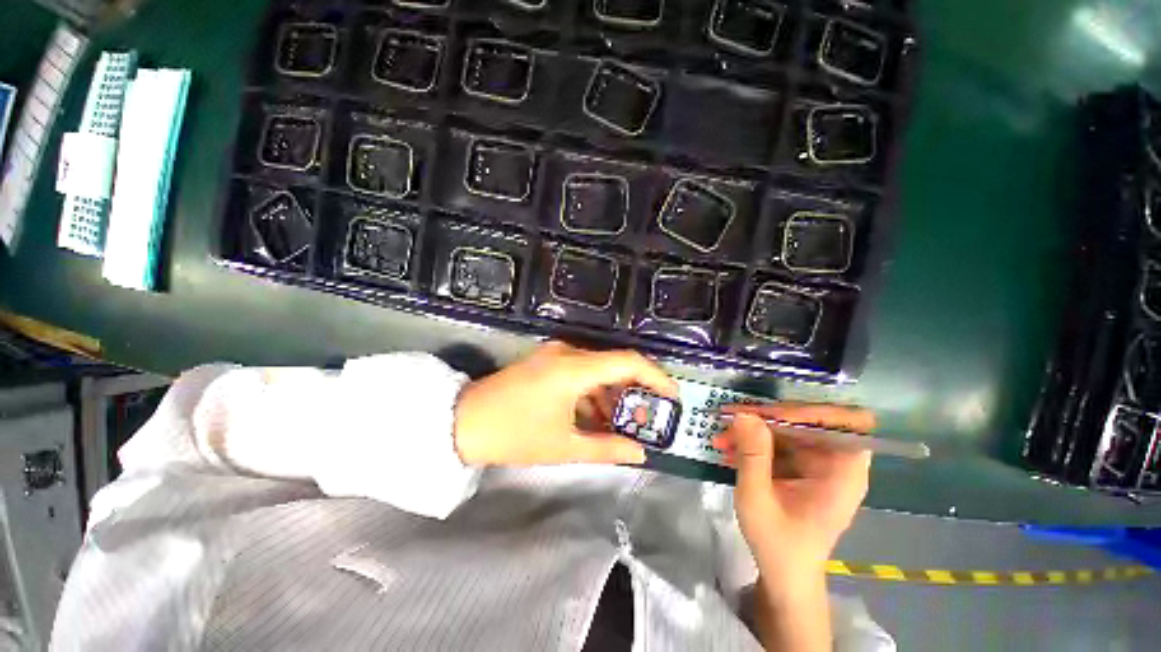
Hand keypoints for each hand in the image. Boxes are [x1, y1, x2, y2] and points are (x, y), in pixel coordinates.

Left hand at [453, 341, 678, 466]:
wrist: (462, 422)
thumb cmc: (514, 434)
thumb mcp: (564, 446)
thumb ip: (607, 448)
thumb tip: (640, 453)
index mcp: (574, 368)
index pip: (628, 362)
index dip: (656, 377)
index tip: (672, 398)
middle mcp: (567, 352)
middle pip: (615, 363)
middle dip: (635, 389)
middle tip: (646, 416)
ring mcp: (554, 353)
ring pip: (598, 367)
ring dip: (613, 392)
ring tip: (620, 421)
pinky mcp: (546, 360)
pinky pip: (580, 370)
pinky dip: (593, 390)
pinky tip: (593, 413)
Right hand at [713, 404, 873, 576]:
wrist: (783, 574)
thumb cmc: (777, 543)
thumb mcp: (757, 498)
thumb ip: (752, 454)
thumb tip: (744, 413)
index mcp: (843, 473)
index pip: (846, 423)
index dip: (812, 411)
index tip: (771, 413)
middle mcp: (836, 463)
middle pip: (809, 422)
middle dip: (768, 418)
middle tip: (732, 418)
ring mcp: (819, 465)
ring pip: (789, 430)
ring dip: (755, 430)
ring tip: (722, 437)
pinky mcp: (803, 469)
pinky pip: (780, 443)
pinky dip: (755, 443)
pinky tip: (729, 449)